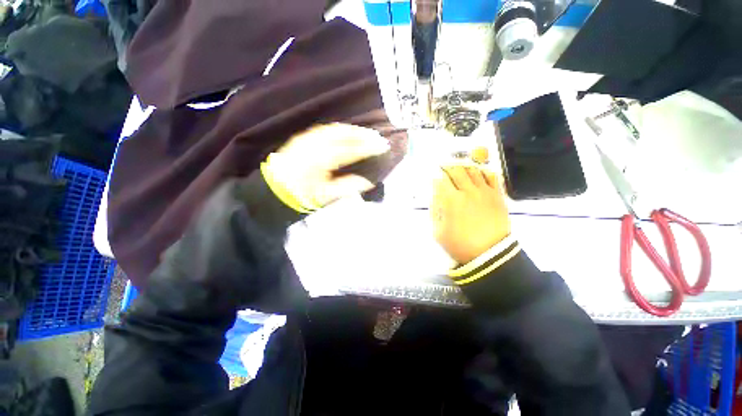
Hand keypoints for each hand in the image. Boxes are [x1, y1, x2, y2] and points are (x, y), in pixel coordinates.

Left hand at [266, 123, 389, 209]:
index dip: (368, 147)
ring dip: (352, 130)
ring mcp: (307, 139)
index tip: (382, 146)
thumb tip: (367, 182)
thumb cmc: (301, 195)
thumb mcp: (326, 196)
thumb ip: (347, 187)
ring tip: (365, 133)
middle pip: (343, 134)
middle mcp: (315, 144)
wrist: (274, 190)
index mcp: (322, 160)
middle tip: (377, 137)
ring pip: (334, 129)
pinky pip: (324, 129)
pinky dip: (339, 130)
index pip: (351, 150)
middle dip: (362, 134)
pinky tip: (345, 133)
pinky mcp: (302, 138)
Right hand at [432, 165, 510, 263]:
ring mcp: (484, 192)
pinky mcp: (497, 196)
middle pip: (456, 171)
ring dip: (464, 167)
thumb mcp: (438, 232)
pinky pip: (492, 177)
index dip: (436, 175)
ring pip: (474, 171)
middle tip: (445, 168)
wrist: (490, 254)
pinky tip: (479, 174)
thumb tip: (434, 197)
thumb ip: (434, 211)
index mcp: (451, 200)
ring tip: (461, 169)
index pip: (441, 180)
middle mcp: (467, 191)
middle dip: (448, 167)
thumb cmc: (460, 244)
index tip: (434, 176)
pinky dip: (484, 172)